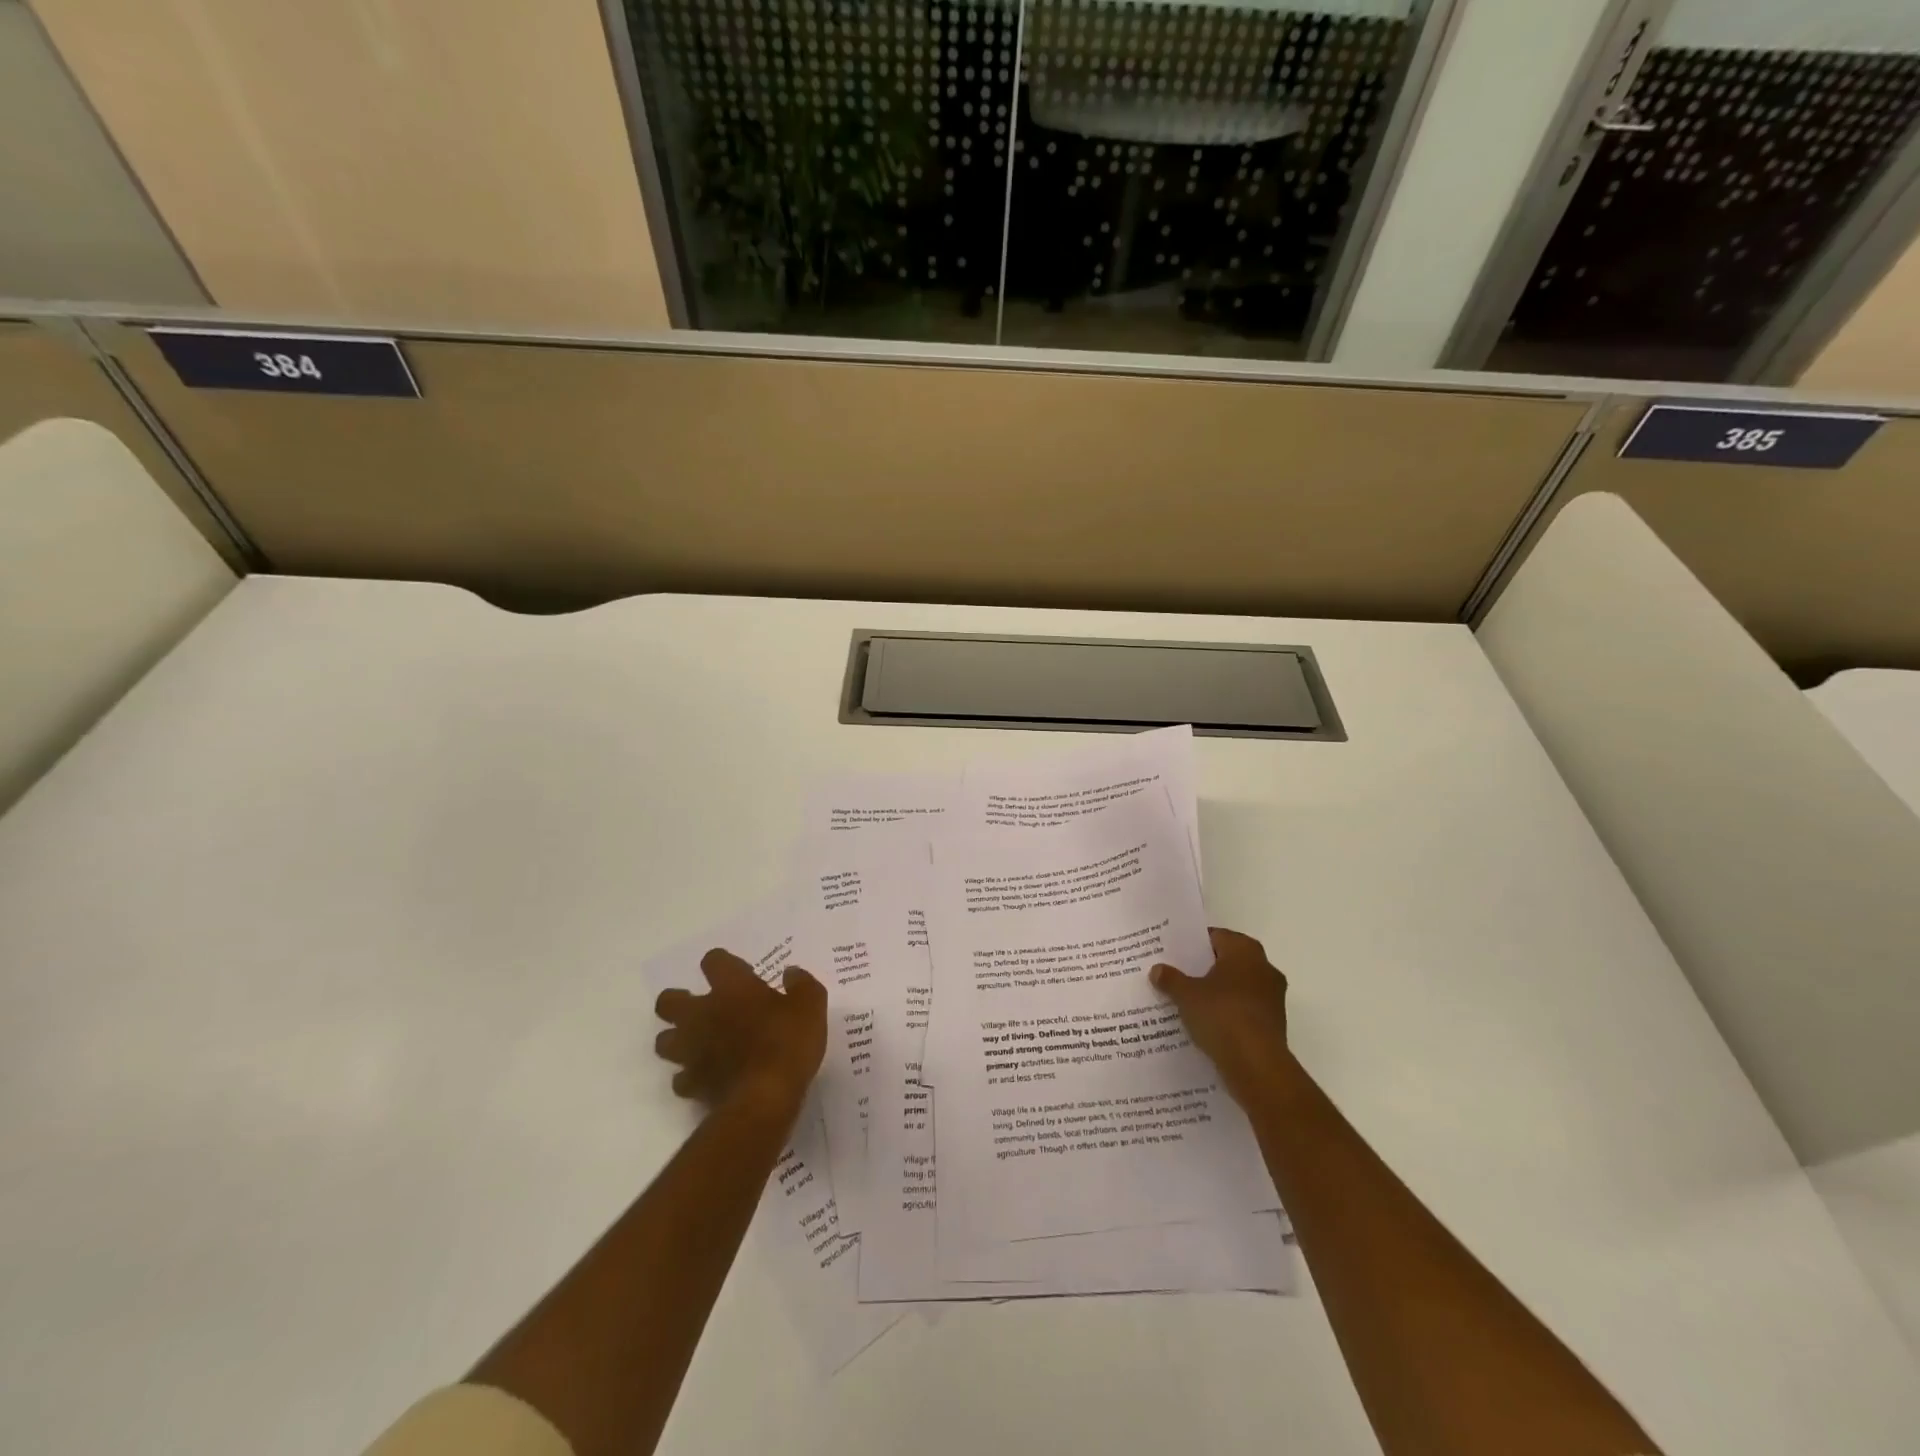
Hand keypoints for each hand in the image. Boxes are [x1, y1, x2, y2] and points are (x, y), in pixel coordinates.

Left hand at [654, 950, 826, 1112]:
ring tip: (699, 1043)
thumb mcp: (811, 1004)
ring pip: (664, 1041)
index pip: (714, 961)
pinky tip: (708, 1077)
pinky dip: (691, 1077)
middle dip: (679, 1002)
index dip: (723, 963)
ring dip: (678, 1039)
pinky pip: (681, 1078)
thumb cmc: (787, 1042)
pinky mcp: (692, 1084)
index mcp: (731, 987)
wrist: (765, 1097)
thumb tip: (791, 973)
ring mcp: (692, 1051)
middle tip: (703, 1007)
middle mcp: (702, 1014)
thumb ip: (801, 984)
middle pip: (668, 1001)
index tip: (742, 974)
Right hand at [1151, 927, 1292, 1107]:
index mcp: (1245, 950)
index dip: (1193, 944)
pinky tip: (1206, 1024)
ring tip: (1188, 1001)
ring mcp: (1272, 997)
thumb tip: (1157, 969)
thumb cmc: (1222, 1016)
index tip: (1174, 954)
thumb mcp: (1186, 995)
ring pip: (1237, 987)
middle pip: (1227, 961)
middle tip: (1178, 975)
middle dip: (1204, 969)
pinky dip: (1228, 1013)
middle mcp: (1264, 968)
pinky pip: (1244, 1009)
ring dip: (1217, 993)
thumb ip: (1171, 979)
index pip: (1216, 936)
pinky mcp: (1273, 1023)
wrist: (1257, 1066)